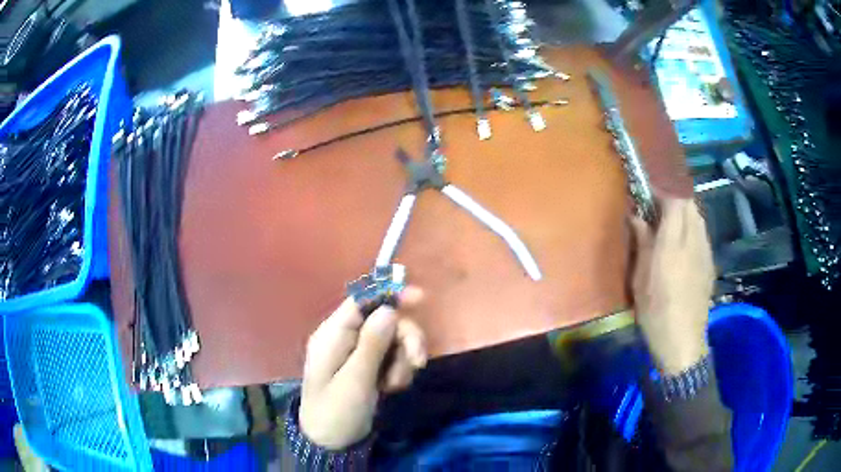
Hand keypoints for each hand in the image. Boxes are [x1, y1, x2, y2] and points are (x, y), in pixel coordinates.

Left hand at [299, 288, 426, 449]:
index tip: (421, 299)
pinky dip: (399, 369)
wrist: (332, 443)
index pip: (361, 300)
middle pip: (385, 319)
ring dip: (403, 359)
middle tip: (418, 363)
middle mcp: (345, 337)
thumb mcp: (355, 380)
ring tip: (396, 385)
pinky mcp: (369, 367)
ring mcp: (358, 353)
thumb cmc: (337, 412)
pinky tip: (393, 387)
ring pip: (393, 339)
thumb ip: (371, 344)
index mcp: (332, 334)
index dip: (390, 295)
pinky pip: (392, 356)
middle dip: (405, 339)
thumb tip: (388, 309)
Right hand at [630, 198, 713, 374]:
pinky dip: (692, 228)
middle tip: (658, 208)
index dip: (661, 191)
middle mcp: (693, 240)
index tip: (647, 193)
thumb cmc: (655, 311)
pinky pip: (702, 233)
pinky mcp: (710, 262)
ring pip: (698, 217)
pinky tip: (683, 244)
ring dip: (685, 212)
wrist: (682, 340)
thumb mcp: (640, 278)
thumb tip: (636, 216)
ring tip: (671, 223)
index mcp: (672, 243)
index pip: (674, 201)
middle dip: (674, 198)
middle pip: (689, 204)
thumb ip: (642, 242)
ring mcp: (705, 251)